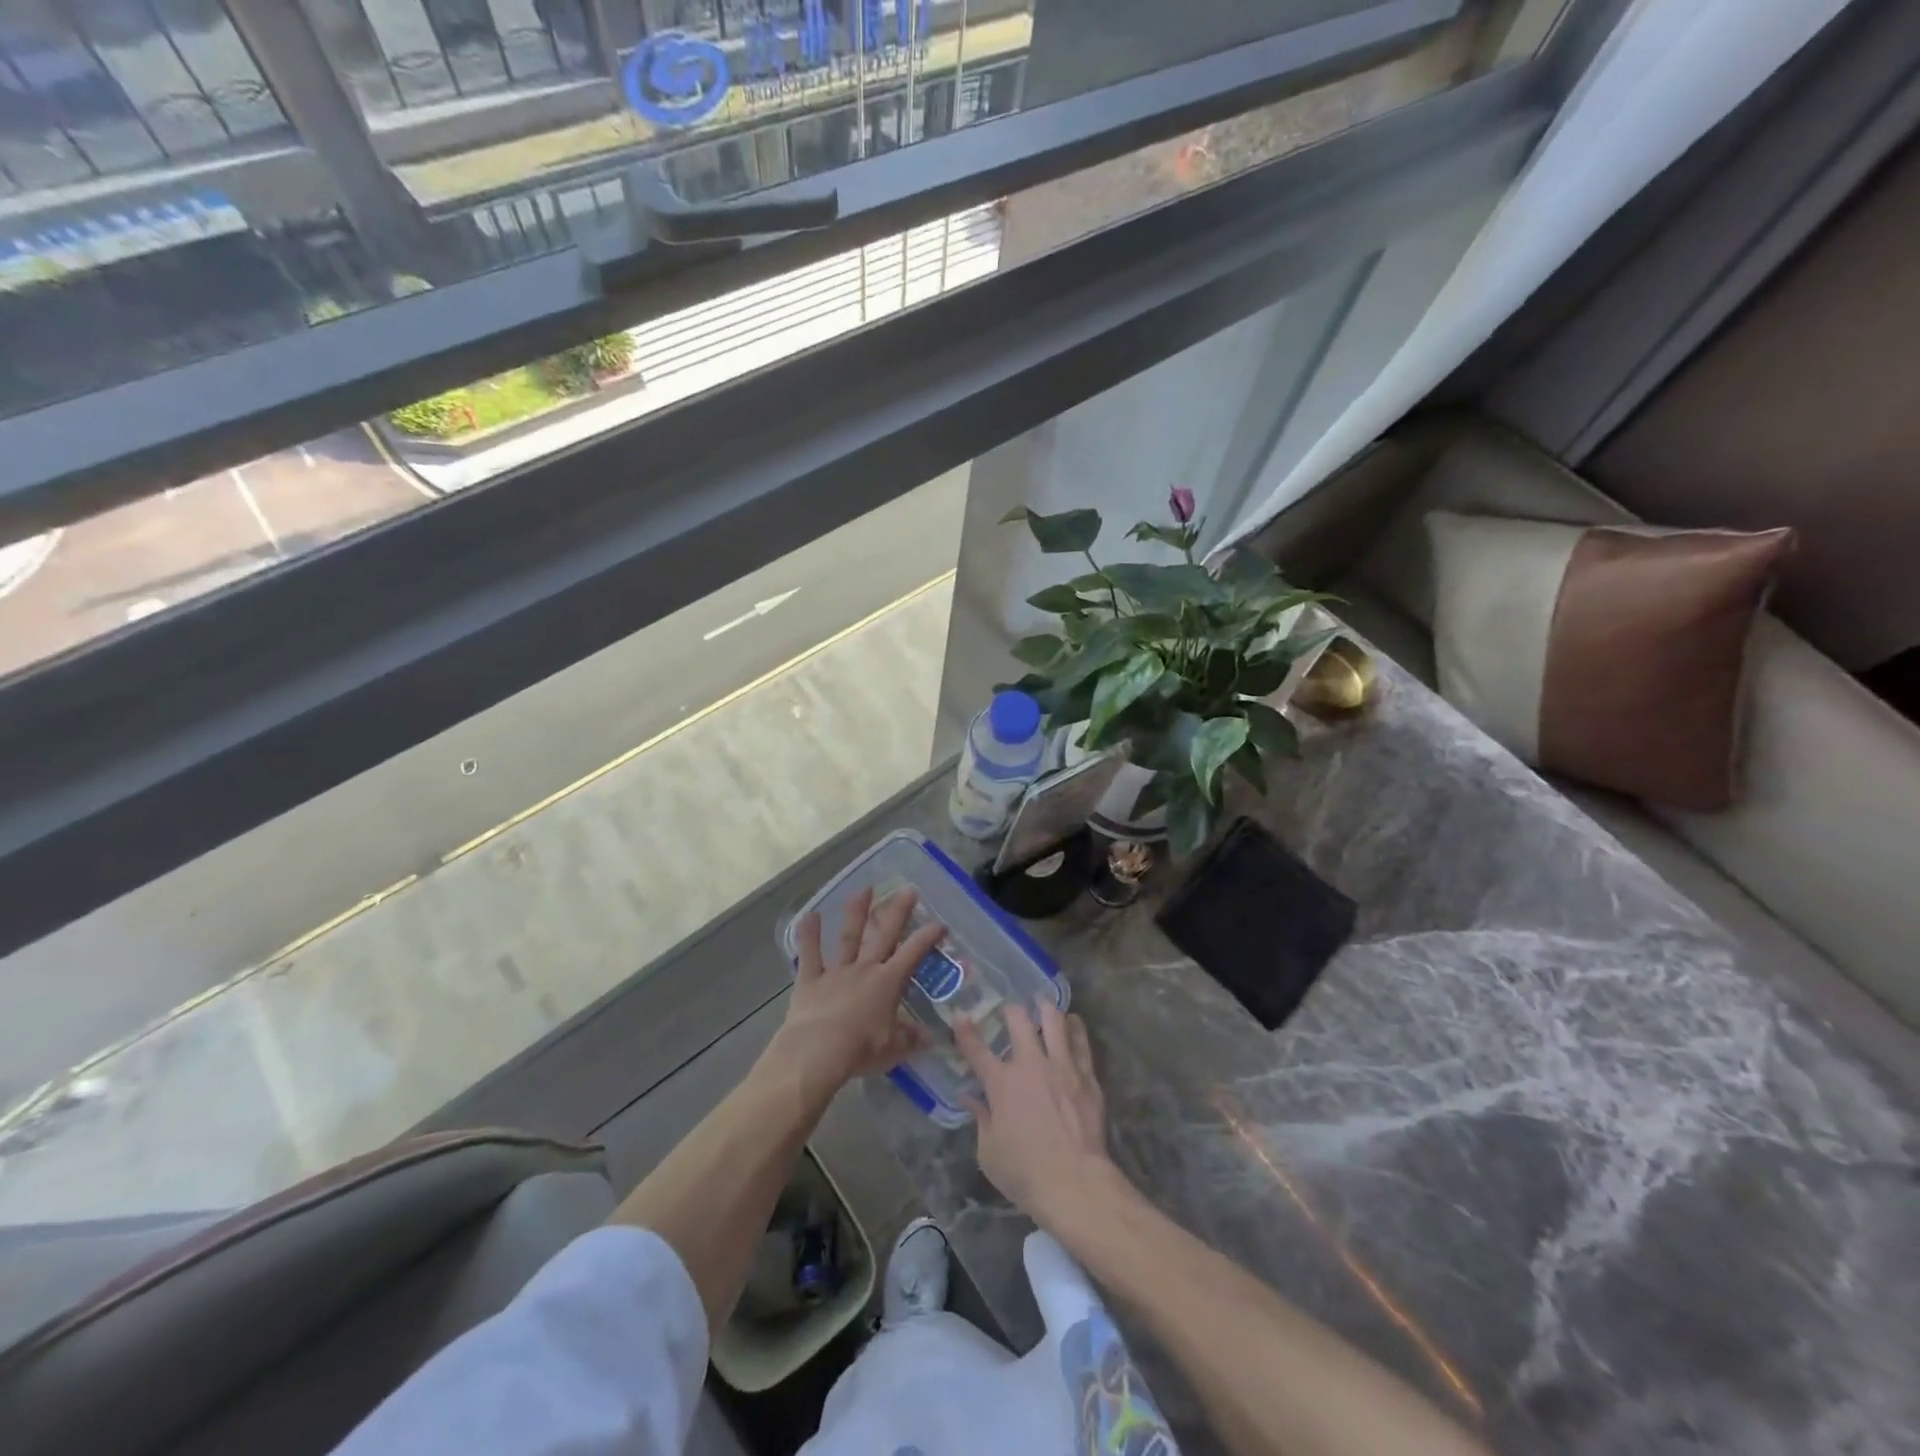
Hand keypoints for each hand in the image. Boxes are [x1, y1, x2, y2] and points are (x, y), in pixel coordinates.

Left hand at [769, 887, 941, 1102]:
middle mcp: (864, 969)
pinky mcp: (810, 979)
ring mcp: (836, 972)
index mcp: (887, 983)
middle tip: (907, 889)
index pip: (913, 954)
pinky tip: (810, 915)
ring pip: (849, 937)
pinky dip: (809, 935)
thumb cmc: (860, 1050)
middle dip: (897, 911)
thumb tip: (930, 1036)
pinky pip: (810, 954)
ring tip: (864, 889)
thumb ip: (910, 1038)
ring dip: (857, 912)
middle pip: (884, 935)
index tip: (940, 923)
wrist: (816, 1052)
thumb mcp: (893, 1049)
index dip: (927, 937)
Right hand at [954, 1002, 1125, 1233]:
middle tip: (1012, 1009)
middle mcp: (1031, 1064)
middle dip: (1012, 1009)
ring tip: (1045, 1004)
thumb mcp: (989, 1152)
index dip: (965, 1030)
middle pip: (1019, 1021)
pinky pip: (1081, 1042)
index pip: (976, 1049)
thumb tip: (970, 1098)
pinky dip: (1076, 1028)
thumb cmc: (1024, 1172)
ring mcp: (1062, 1066)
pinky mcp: (1087, 1076)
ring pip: (1055, 1021)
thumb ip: (980, 1119)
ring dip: (1047, 1008)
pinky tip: (1074, 1023)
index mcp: (1001, 1082)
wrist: (1074, 1181)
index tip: (959, 1014)